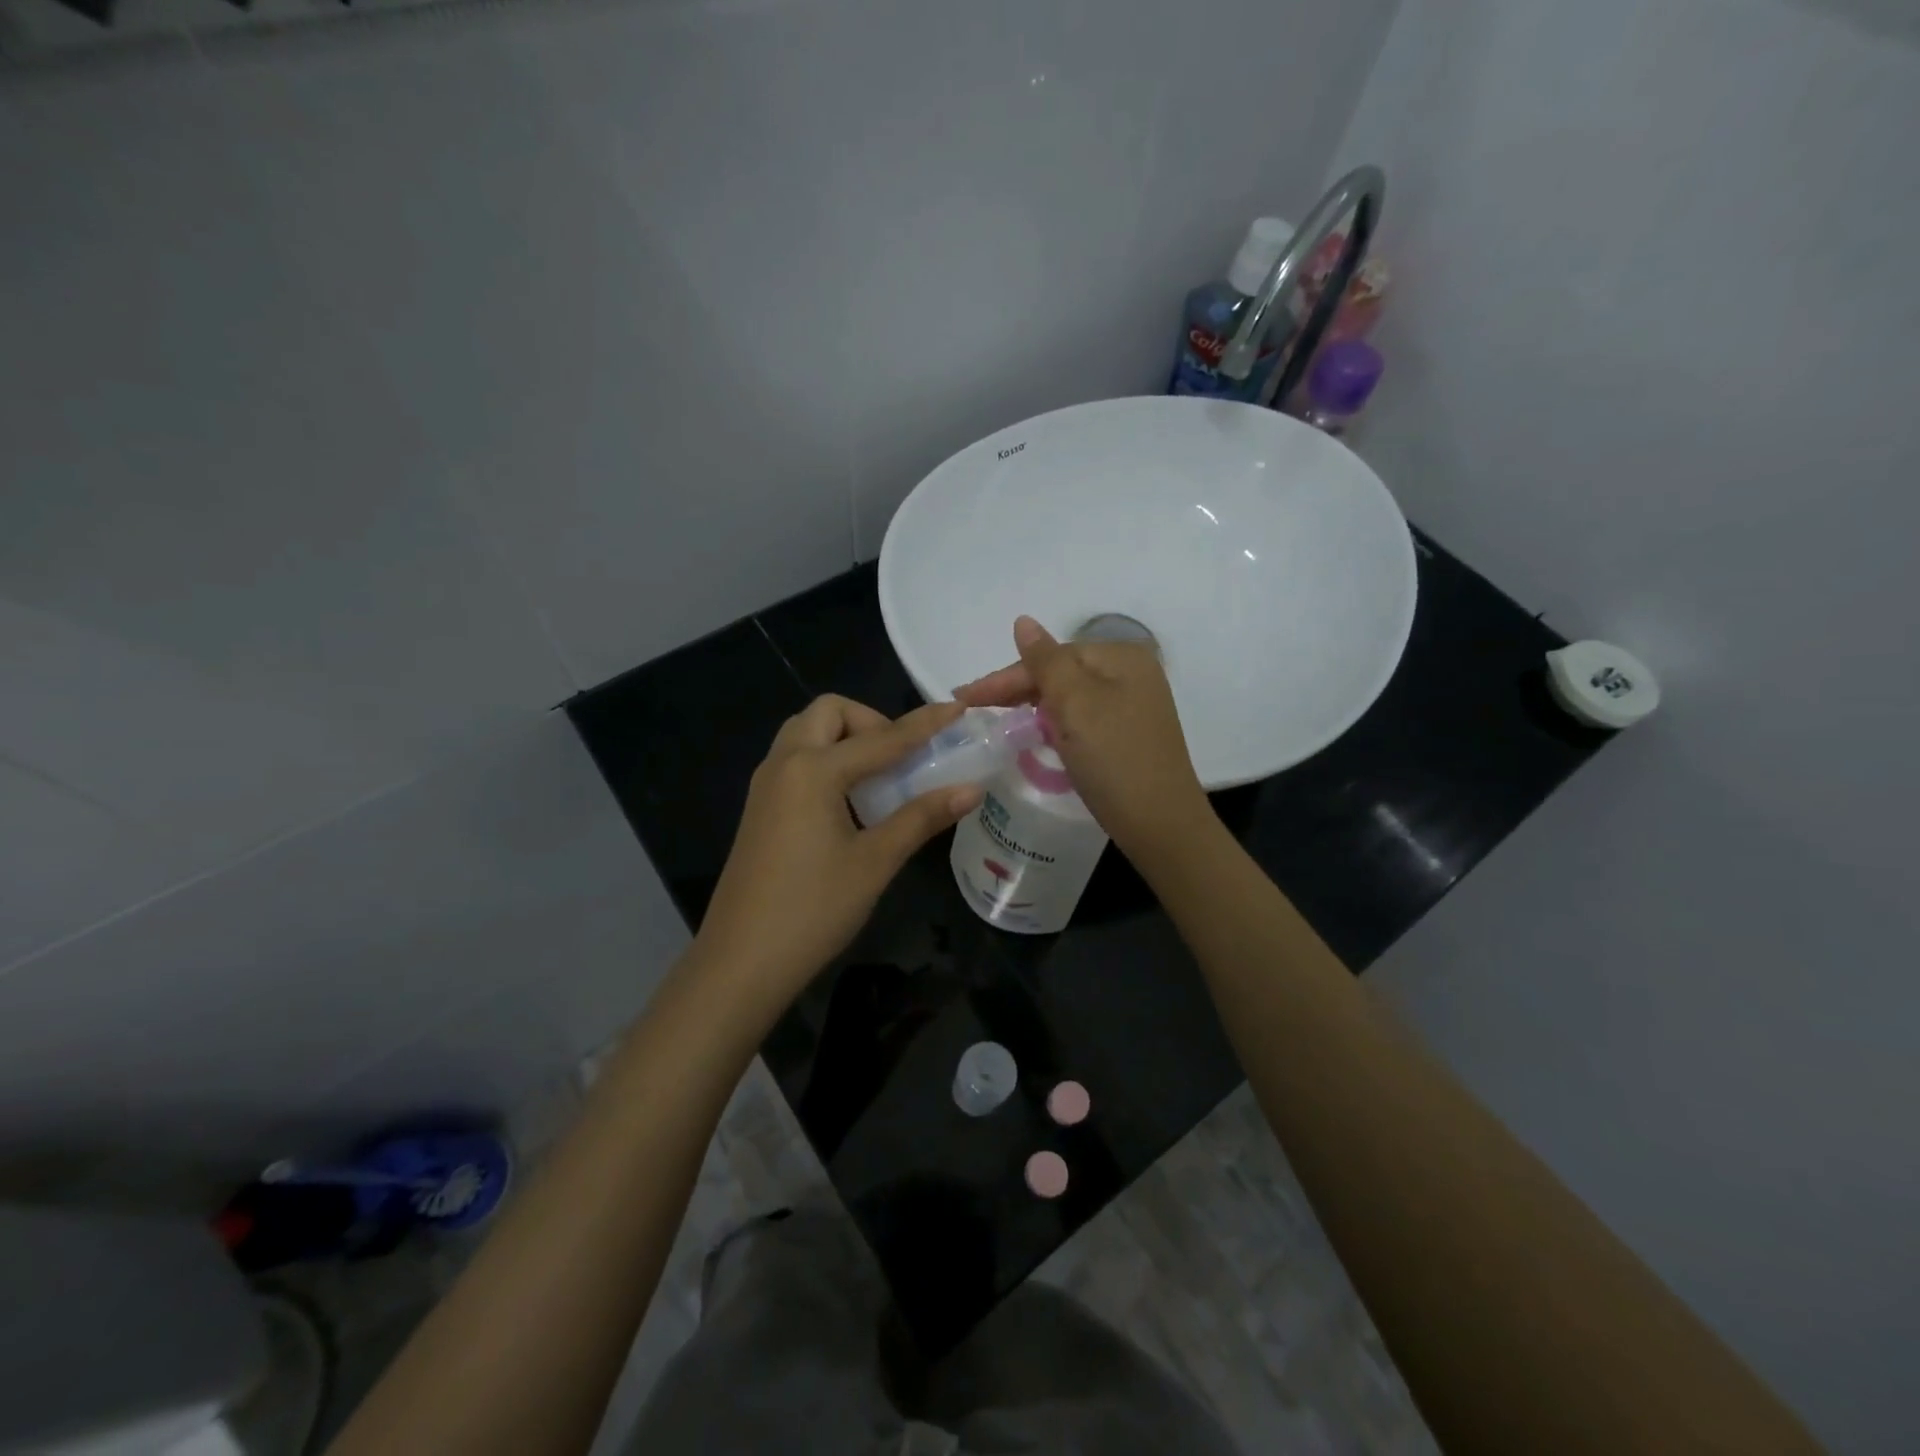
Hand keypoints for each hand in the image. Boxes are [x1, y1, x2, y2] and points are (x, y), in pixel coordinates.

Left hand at [691, 695, 981, 1020]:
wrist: (741, 962)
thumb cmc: (813, 910)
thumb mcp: (875, 861)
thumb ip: (921, 817)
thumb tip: (972, 789)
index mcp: (813, 770)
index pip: (882, 738)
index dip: (924, 724)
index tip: (957, 708)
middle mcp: (784, 764)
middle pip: (829, 713)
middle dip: (870, 722)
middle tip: (900, 759)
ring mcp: (766, 785)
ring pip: (807, 734)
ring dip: (845, 739)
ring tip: (878, 779)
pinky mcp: (760, 808)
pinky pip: (795, 760)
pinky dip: (826, 760)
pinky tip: (849, 803)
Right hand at [956, 616, 1214, 860]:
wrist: (1159, 825)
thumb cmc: (1114, 758)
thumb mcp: (1075, 703)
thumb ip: (1045, 661)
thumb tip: (1023, 621)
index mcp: (1122, 657)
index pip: (1051, 656)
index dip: (1006, 677)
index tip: (964, 697)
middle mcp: (1132, 674)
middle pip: (1061, 673)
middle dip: (1017, 690)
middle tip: (972, 708)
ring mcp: (1133, 706)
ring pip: (1069, 697)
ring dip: (1033, 706)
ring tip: (995, 719)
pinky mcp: (1128, 735)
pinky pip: (1081, 718)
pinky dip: (1055, 724)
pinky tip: (1035, 733)